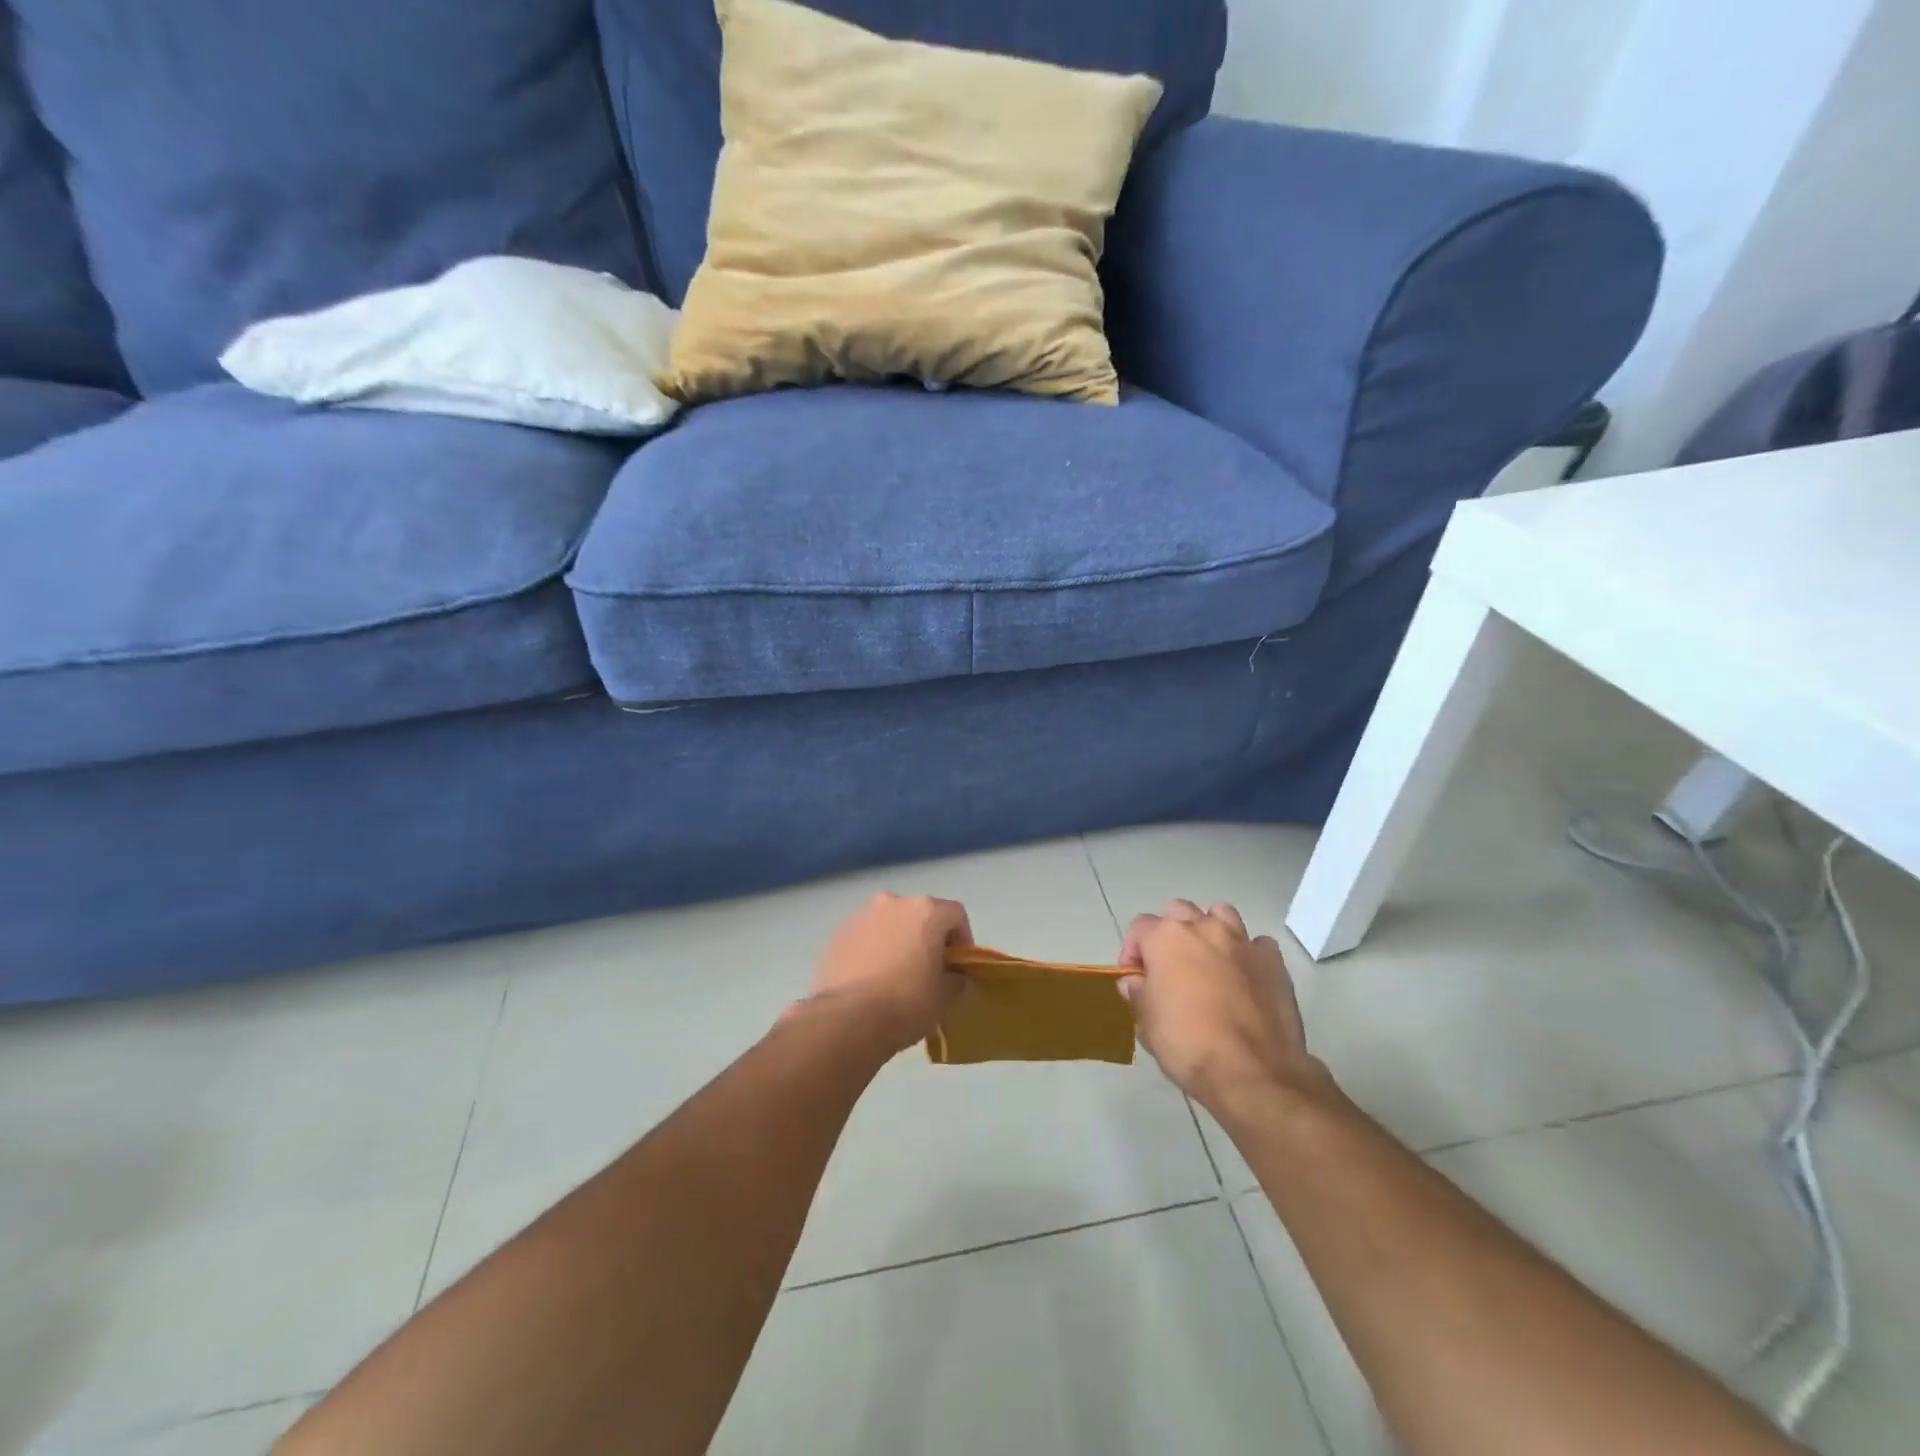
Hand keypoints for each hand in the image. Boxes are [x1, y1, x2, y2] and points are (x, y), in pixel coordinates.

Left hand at [799, 893, 972, 1055]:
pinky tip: (871, 980)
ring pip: (890, 924)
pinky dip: (873, 950)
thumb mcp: (945, 996)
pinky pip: (866, 937)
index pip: (956, 915)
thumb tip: (953, 976)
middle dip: (928, 938)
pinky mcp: (839, 933)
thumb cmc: (907, 1002)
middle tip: (928, 970)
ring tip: (896, 976)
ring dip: (898, 941)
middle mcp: (894, 902)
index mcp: (926, 910)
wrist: (848, 1018)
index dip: (962, 940)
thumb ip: (956, 978)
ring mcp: (863, 915)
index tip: (958, 967)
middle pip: (920, 915)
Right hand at [1118, 900, 1322, 1110]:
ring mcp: (1242, 942)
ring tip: (1208, 962)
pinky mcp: (1273, 961)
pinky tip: (1245, 978)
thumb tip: (1134, 982)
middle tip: (1170, 967)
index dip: (1133, 951)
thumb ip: (1137, 993)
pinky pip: (1257, 945)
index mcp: (1166, 938)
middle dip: (1171, 933)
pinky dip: (1248, 955)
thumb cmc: (1187, 1043)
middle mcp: (1203, 928)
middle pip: (1179, 912)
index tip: (1135, 979)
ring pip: (1221, 915)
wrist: (1252, 1071)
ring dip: (1210, 931)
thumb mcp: (1146, 1023)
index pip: (1139, 927)